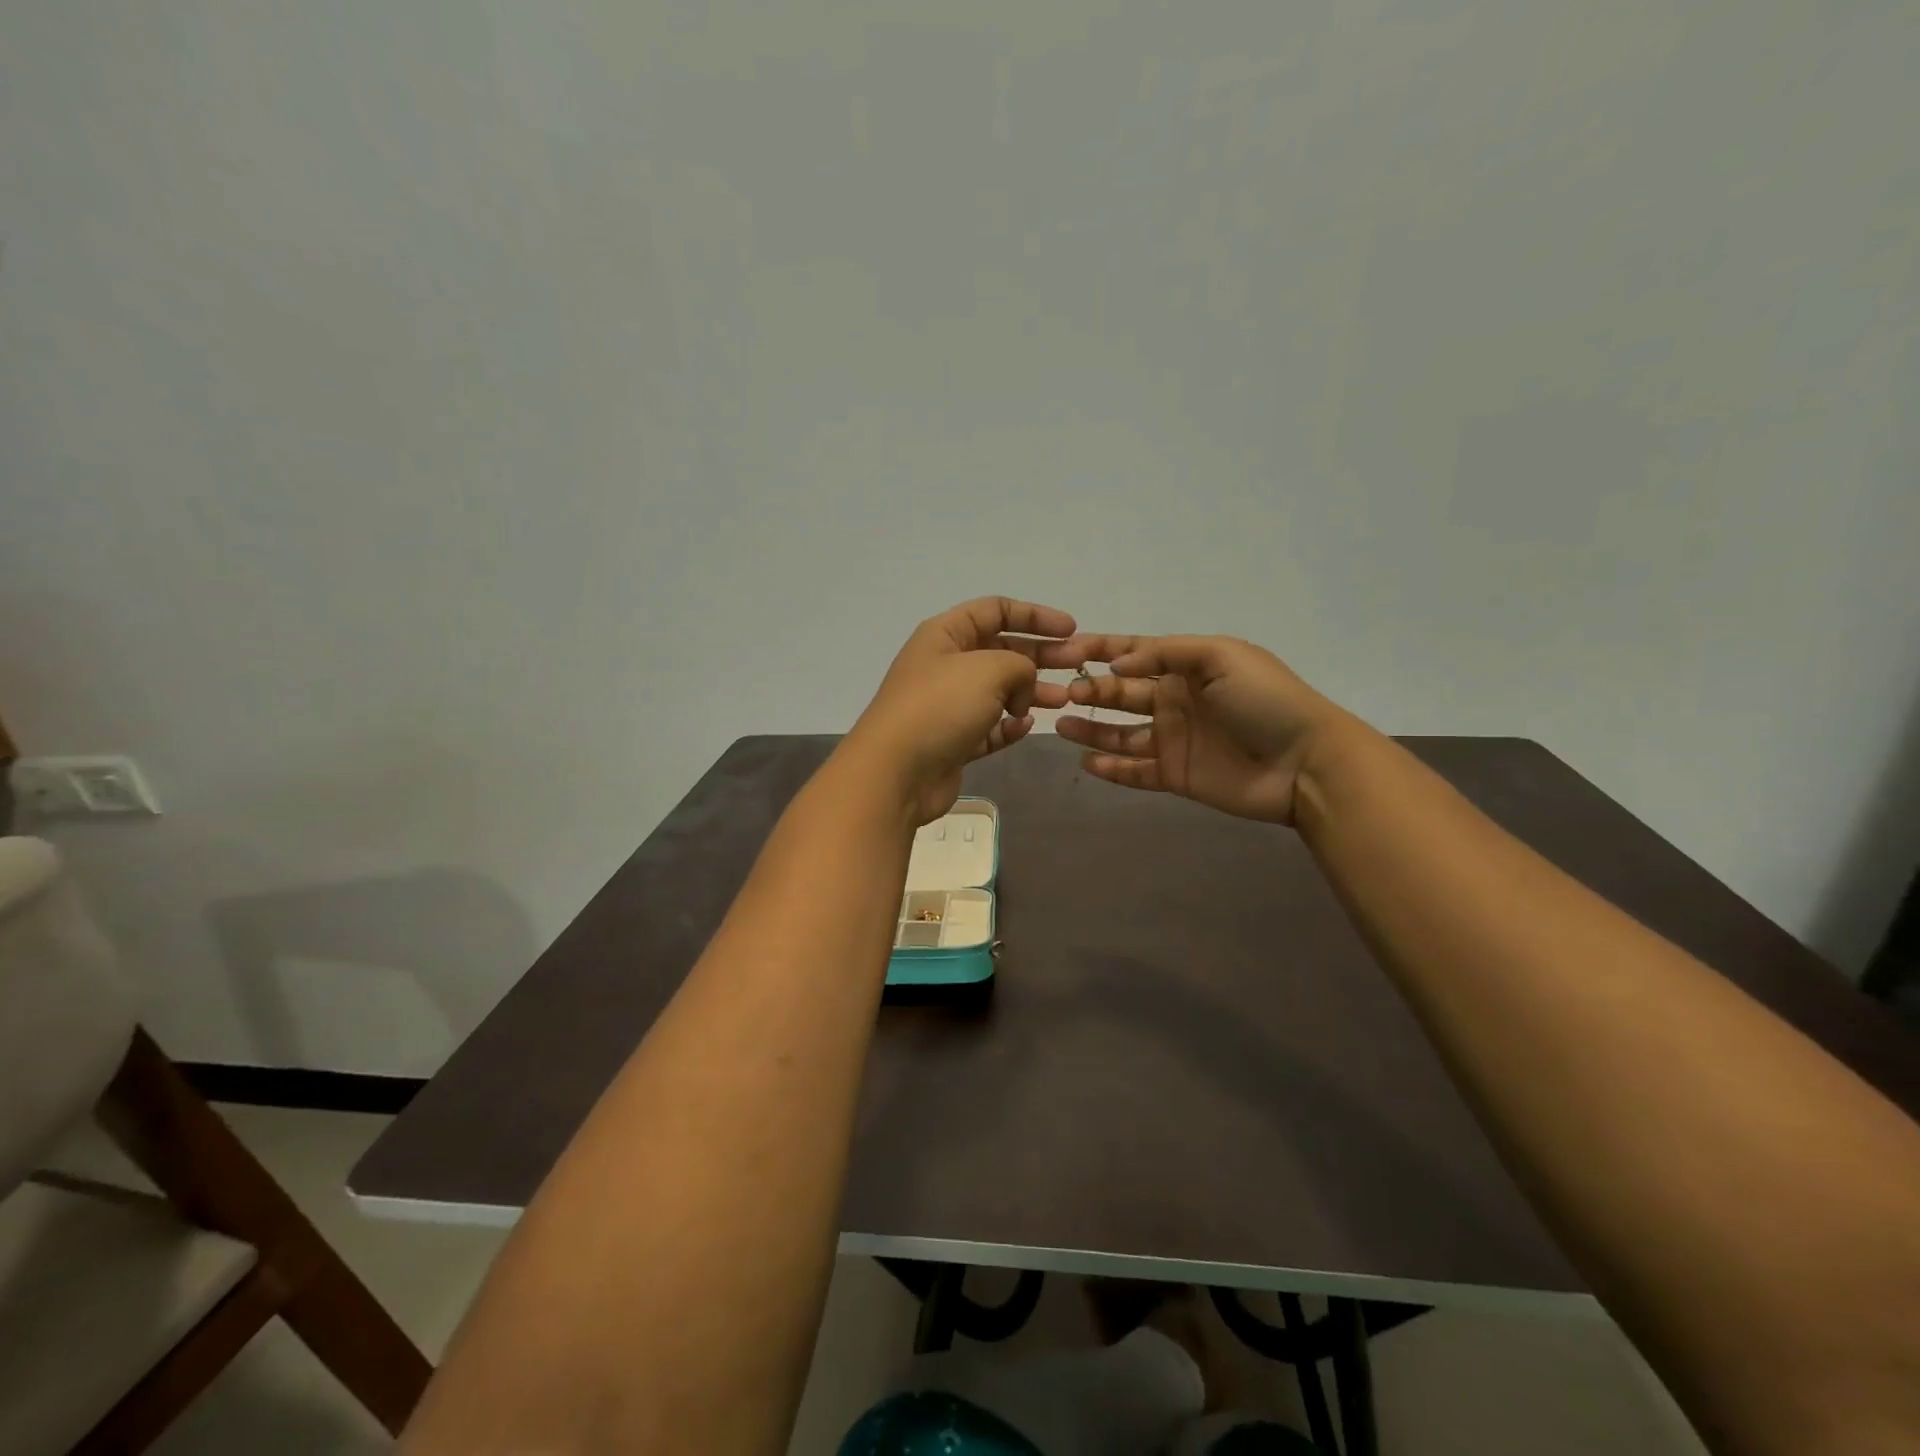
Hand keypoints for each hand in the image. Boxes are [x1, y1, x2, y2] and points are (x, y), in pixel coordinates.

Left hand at [843, 598, 1075, 824]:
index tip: (1071, 629)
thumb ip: (1019, 664)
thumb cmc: (940, 707)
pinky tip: (1026, 727)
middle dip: (1041, 655)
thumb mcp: (988, 669)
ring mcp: (948, 705)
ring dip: (1031, 692)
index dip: (1035, 615)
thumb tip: (1021, 686)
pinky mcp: (953, 741)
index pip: (995, 610)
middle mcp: (945, 665)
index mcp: (946, 634)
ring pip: (999, 691)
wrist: (896, 771)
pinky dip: (1009, 726)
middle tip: (1078, 665)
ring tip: (1064, 699)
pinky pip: (989, 727)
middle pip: (1002, 650)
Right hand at [1051, 635, 1356, 825]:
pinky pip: (1135, 771)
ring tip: (1060, 723)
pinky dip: (1111, 768)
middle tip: (1063, 693)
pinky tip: (1086, 762)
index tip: (1065, 650)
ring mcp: (1174, 740)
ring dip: (1091, 728)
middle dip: (1091, 690)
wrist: (1305, 762)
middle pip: (1122, 693)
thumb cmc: (1265, 700)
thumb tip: (1117, 665)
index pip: (1135, 653)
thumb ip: (1167, 653)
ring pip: (1121, 733)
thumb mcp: (1221, 657)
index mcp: (1187, 668)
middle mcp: (1175, 701)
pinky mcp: (1176, 775)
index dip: (1101, 649)